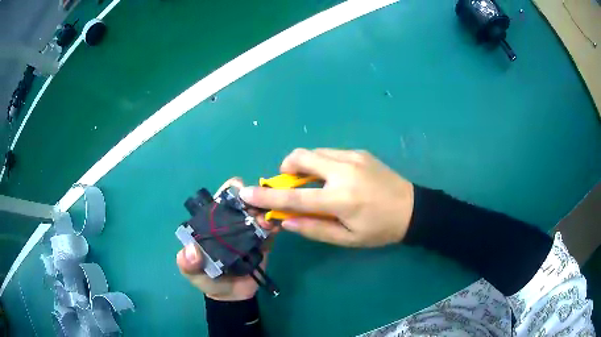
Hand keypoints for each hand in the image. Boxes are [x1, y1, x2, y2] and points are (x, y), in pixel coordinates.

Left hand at [176, 178, 271, 300]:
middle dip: (252, 198)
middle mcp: (231, 223)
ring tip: (265, 223)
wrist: (232, 296)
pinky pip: (271, 230)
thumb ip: (187, 263)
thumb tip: (192, 250)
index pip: (220, 201)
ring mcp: (248, 232)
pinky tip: (275, 228)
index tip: (240, 190)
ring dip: (265, 211)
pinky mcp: (263, 242)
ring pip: (259, 213)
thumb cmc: (208, 280)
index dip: (229, 191)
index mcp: (212, 224)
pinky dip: (274, 225)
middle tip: (255, 209)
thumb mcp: (192, 273)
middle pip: (243, 202)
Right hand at [240, 149, 413, 247]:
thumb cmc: (380, 229)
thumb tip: (285, 221)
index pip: (294, 197)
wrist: (413, 209)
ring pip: (314, 152)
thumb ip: (314, 229)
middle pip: (301, 157)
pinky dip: (321, 163)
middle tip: (291, 185)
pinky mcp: (359, 152)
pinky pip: (330, 153)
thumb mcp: (348, 239)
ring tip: (315, 183)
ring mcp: (352, 157)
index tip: (246, 193)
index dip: (266, 196)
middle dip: (286, 168)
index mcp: (341, 199)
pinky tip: (334, 178)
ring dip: (304, 165)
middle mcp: (343, 171)